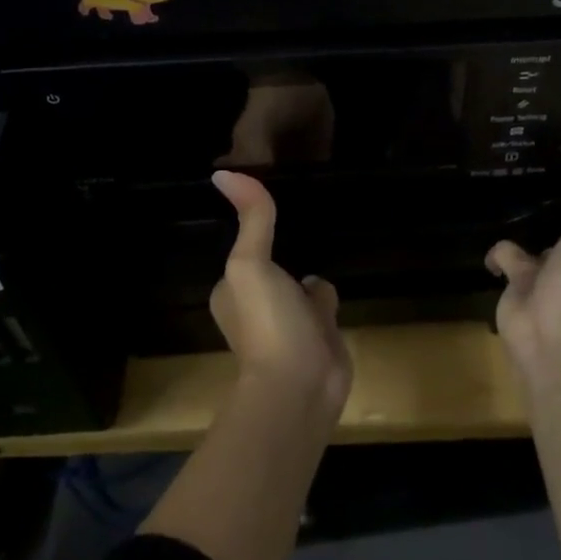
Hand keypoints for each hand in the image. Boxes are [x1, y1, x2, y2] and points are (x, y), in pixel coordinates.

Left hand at [209, 170, 353, 416]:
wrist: (301, 386)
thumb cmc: (267, 321)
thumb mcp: (251, 263)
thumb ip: (251, 219)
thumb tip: (222, 173)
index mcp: (234, 290)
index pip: (246, 252)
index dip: (256, 232)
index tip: (269, 206)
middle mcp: (259, 306)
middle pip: (273, 267)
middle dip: (285, 252)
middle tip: (301, 220)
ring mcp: (291, 323)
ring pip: (300, 285)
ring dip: (308, 275)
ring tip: (324, 241)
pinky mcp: (320, 336)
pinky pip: (323, 303)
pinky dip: (328, 295)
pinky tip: (338, 280)